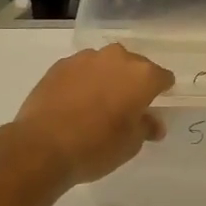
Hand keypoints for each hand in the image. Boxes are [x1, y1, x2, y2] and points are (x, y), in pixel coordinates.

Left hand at [12, 45, 174, 185]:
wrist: (42, 146)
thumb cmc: (96, 147)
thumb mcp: (130, 145)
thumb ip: (145, 127)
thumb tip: (153, 123)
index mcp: (141, 76)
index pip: (162, 77)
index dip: (161, 90)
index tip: (156, 103)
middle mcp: (117, 58)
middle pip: (134, 65)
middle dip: (133, 81)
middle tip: (126, 105)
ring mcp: (86, 58)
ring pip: (105, 64)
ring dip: (107, 77)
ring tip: (98, 102)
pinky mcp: (60, 64)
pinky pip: (81, 69)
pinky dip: (83, 80)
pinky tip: (75, 101)